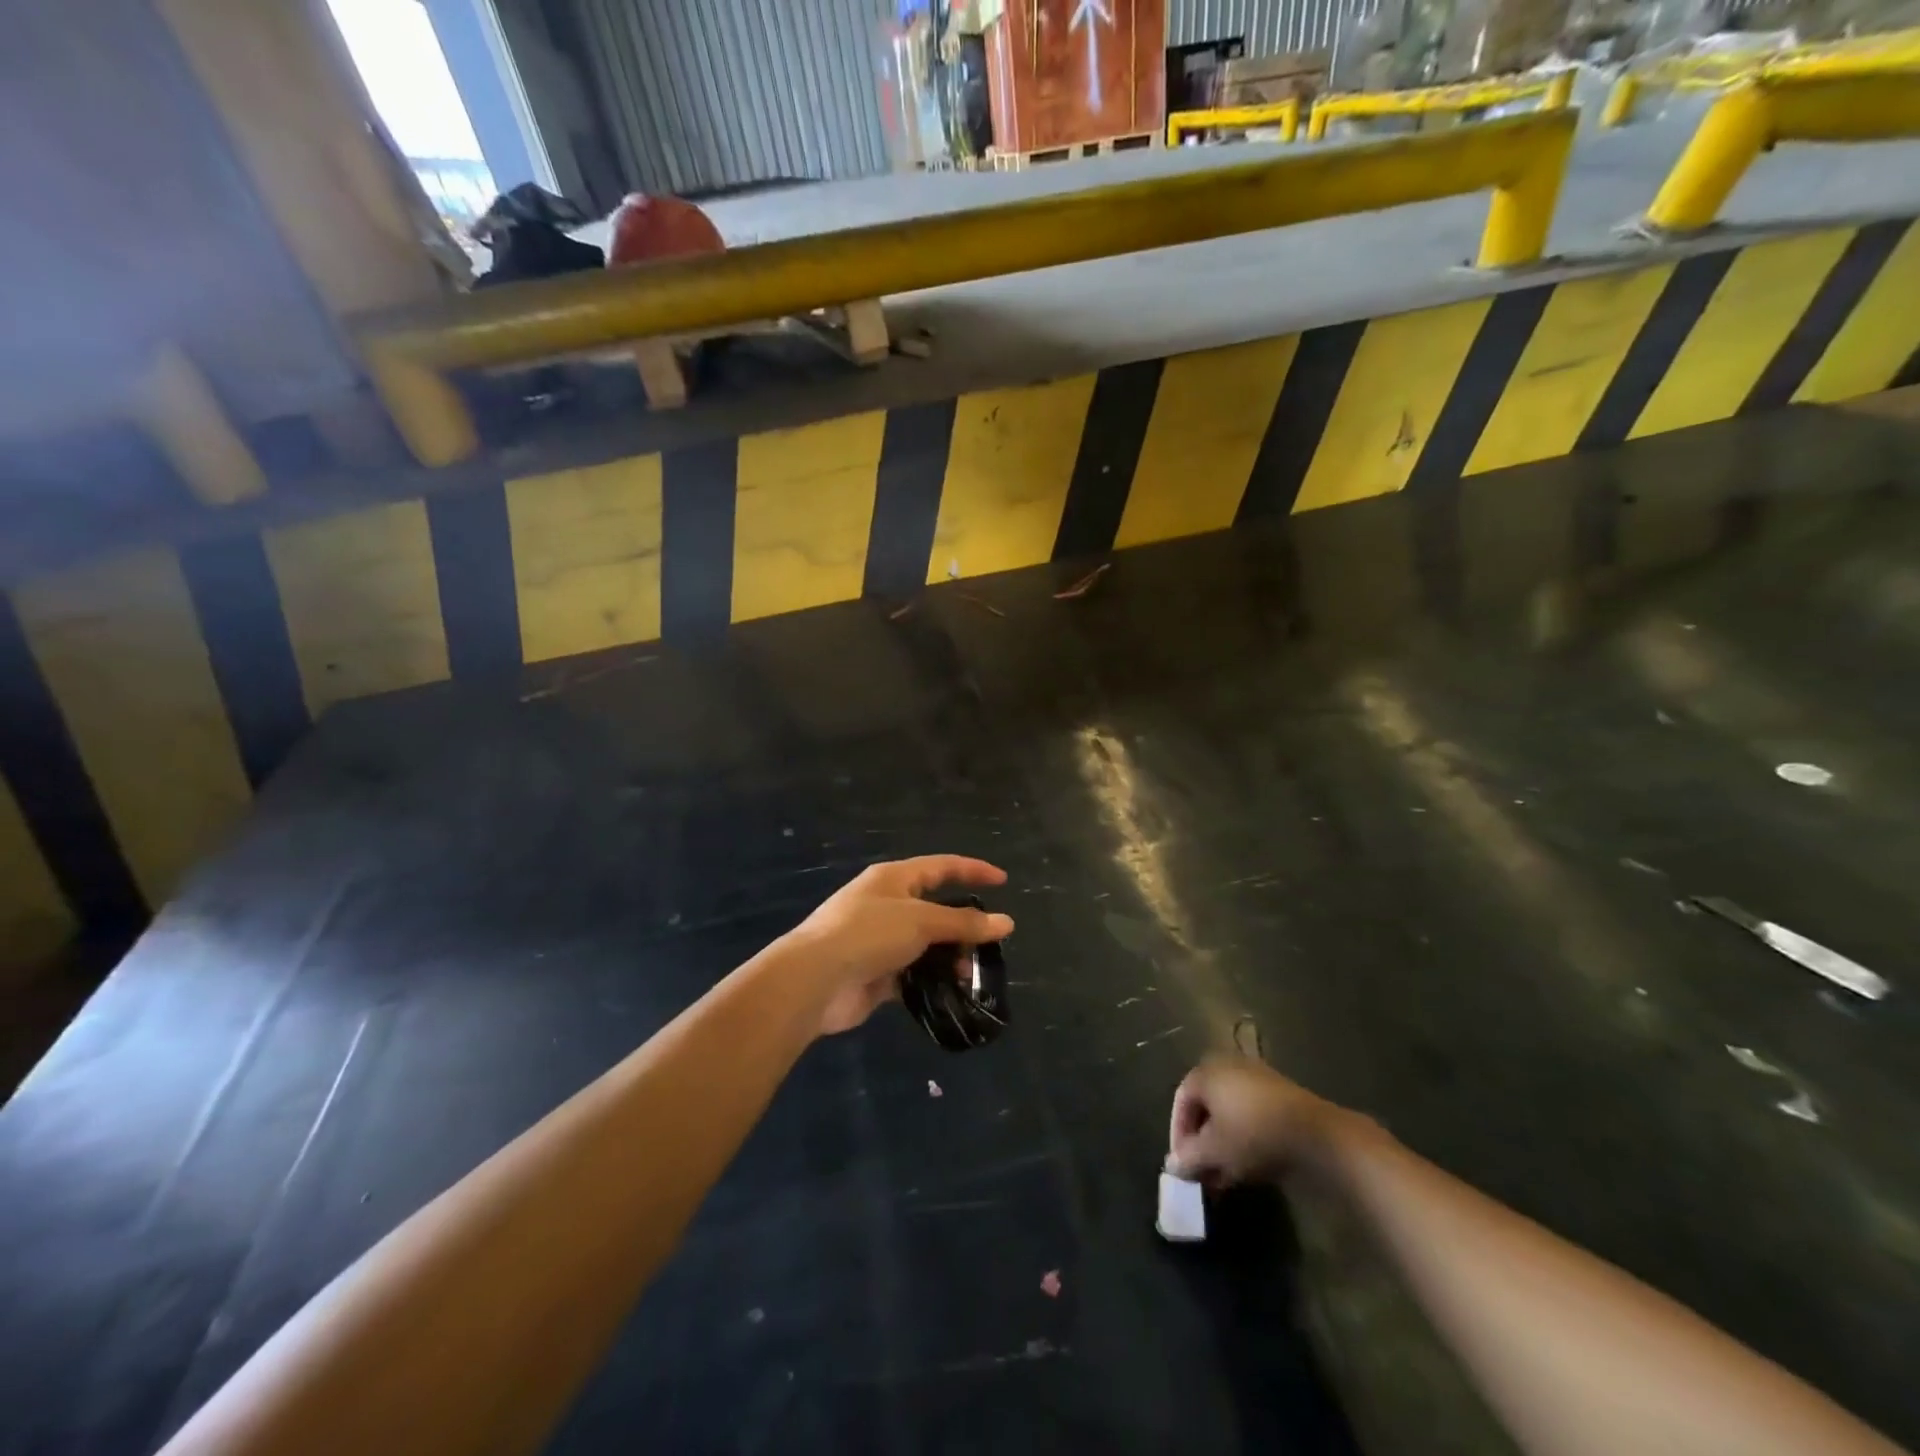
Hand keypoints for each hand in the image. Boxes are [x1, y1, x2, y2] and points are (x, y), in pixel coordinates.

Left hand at [783, 856, 1013, 1036]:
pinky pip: (914, 973)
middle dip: (964, 925)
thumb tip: (1006, 922)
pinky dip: (932, 981)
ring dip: (950, 957)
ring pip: (927, 944)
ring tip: (970, 974)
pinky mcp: (877, 973)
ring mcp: (880, 940)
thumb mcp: (921, 921)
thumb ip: (964, 923)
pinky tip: (950, 993)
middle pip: (936, 908)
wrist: (816, 980)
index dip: (973, 870)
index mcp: (895, 878)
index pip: (942, 866)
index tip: (1003, 880)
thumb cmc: (869, 934)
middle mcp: (887, 904)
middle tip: (990, 943)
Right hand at [1166, 1057, 1341, 1184]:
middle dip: (1201, 1143)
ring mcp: (1256, 1079)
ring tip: (1223, 1177)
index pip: (1181, 1101)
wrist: (1317, 1135)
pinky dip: (1243, 1138)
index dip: (1178, 1134)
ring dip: (1222, 1145)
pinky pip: (1250, 1115)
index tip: (1182, 1165)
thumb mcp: (1214, 1151)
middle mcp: (1227, 1067)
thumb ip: (1189, 1157)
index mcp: (1206, 1072)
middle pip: (1205, 1107)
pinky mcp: (1279, 1095)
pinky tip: (1247, 1167)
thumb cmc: (1253, 1134)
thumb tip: (1172, 1165)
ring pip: (1228, 1114)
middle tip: (1202, 1172)